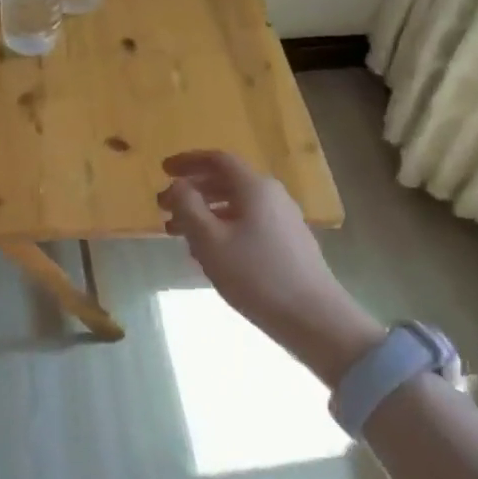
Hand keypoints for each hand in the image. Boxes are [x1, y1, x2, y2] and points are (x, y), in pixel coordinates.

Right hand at [158, 151, 373, 359]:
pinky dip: (222, 228)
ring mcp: (284, 220)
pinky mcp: (288, 243)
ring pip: (235, 206)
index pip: (217, 160)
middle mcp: (272, 196)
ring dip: (204, 213)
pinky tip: (208, 253)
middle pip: (226, 182)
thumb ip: (188, 206)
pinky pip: (247, 223)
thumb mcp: (209, 240)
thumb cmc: (255, 275)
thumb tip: (178, 185)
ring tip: (178, 234)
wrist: (314, 318)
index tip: (163, 170)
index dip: (188, 161)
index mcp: (255, 188)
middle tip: (164, 207)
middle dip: (192, 191)